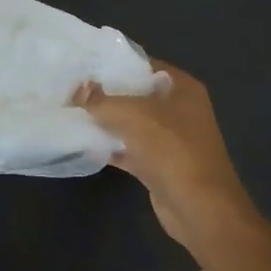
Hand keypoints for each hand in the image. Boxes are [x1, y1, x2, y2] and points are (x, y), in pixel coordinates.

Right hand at [76, 60, 259, 257]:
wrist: (199, 208)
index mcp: (182, 88)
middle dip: (106, 92)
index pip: (145, 64)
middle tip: (72, 87)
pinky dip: (110, 147)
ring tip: (71, 111)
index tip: (84, 62)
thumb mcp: (132, 115)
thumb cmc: (172, 149)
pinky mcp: (159, 165)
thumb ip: (101, 100)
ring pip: (132, 123)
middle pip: (137, 94)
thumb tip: (78, 89)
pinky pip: (130, 149)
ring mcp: (170, 139)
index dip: (115, 62)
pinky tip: (83, 143)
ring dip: (106, 120)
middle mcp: (179, 110)